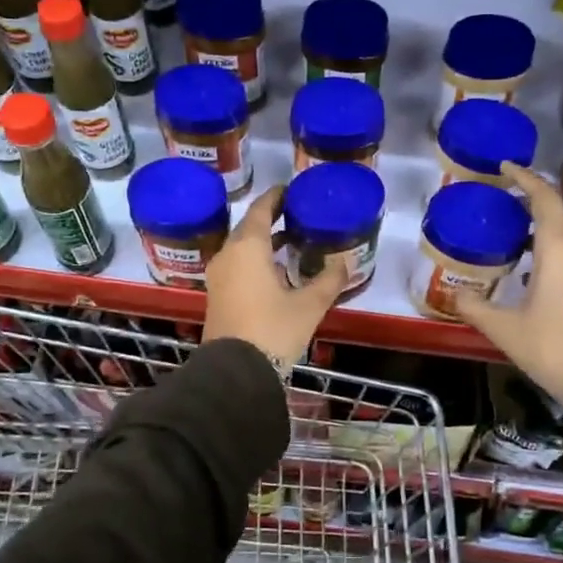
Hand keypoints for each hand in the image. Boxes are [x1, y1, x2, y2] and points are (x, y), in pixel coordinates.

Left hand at [203, 186, 347, 366]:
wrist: (235, 371)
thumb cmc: (273, 329)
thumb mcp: (309, 305)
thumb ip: (328, 280)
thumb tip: (345, 262)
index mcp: (247, 247)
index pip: (260, 210)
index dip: (276, 197)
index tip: (292, 190)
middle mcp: (228, 255)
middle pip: (249, 227)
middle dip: (270, 219)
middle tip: (296, 214)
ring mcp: (219, 276)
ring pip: (242, 248)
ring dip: (263, 242)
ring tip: (290, 241)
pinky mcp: (218, 296)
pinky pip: (237, 265)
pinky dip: (255, 260)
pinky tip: (276, 271)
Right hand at [453, 162, 562, 401]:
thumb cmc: (554, 347)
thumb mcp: (506, 329)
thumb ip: (476, 308)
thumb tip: (454, 297)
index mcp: (560, 247)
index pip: (543, 197)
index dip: (525, 178)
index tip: (506, 166)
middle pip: (558, 214)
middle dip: (532, 204)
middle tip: (505, 204)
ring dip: (546, 231)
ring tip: (517, 237)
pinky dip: (558, 251)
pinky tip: (540, 271)